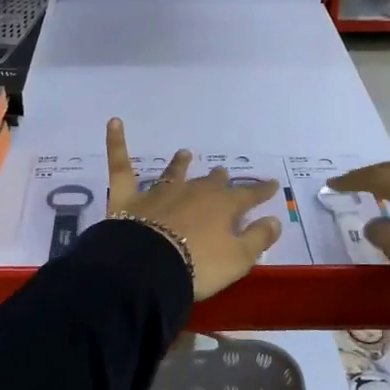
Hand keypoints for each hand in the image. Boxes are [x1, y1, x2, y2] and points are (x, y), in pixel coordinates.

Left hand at [105, 118, 281, 300]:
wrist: (150, 267)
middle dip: (219, 179)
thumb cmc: (200, 266)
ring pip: (173, 174)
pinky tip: (114, 122)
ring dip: (180, 164)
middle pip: (210, 183)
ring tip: (185, 154)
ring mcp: (159, 192)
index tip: (272, 184)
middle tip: (223, 173)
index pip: (248, 196)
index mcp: (222, 207)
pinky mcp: (128, 196)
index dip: (261, 191)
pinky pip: (121, 165)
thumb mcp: (238, 259)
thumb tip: (275, 219)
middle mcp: (193, 192)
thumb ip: (258, 238)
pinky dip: (116, 142)